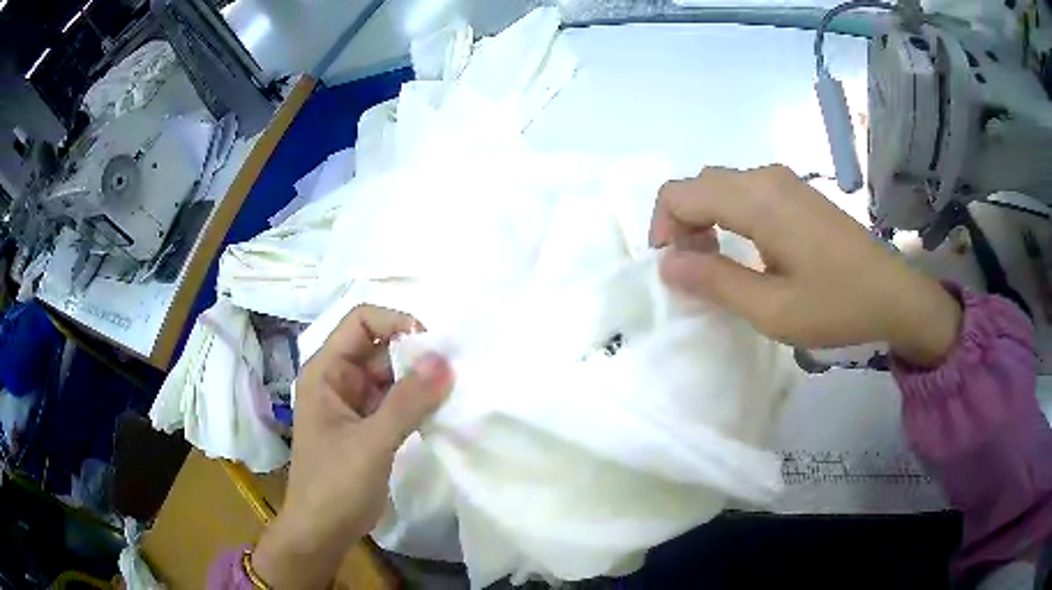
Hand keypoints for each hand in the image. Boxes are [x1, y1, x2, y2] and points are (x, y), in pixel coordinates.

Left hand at [252, 305, 452, 589]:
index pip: (360, 321)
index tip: (431, 344)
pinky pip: (395, 401)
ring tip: (453, 388)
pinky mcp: (368, 426)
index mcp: (326, 371)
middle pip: (379, 347)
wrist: (323, 530)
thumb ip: (408, 402)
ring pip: (391, 375)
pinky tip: (441, 409)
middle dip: (414, 354)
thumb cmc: (335, 484)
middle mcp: (338, 380)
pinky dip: (417, 402)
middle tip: (452, 371)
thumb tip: (444, 361)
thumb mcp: (371, 442)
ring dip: (419, 379)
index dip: (395, 322)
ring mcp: (353, 404)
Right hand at [651, 165, 960, 365]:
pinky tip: (748, 250)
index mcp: (757, 200)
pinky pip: (747, 192)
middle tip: (695, 272)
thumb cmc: (837, 305)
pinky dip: (730, 216)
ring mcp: (785, 181)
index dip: (663, 229)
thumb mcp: (772, 309)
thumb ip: (716, 282)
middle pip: (699, 185)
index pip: (680, 193)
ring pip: (722, 186)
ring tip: (719, 265)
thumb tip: (667, 265)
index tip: (673, 271)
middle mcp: (766, 177)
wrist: (895, 294)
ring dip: (706, 219)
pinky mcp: (798, 192)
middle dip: (683, 225)